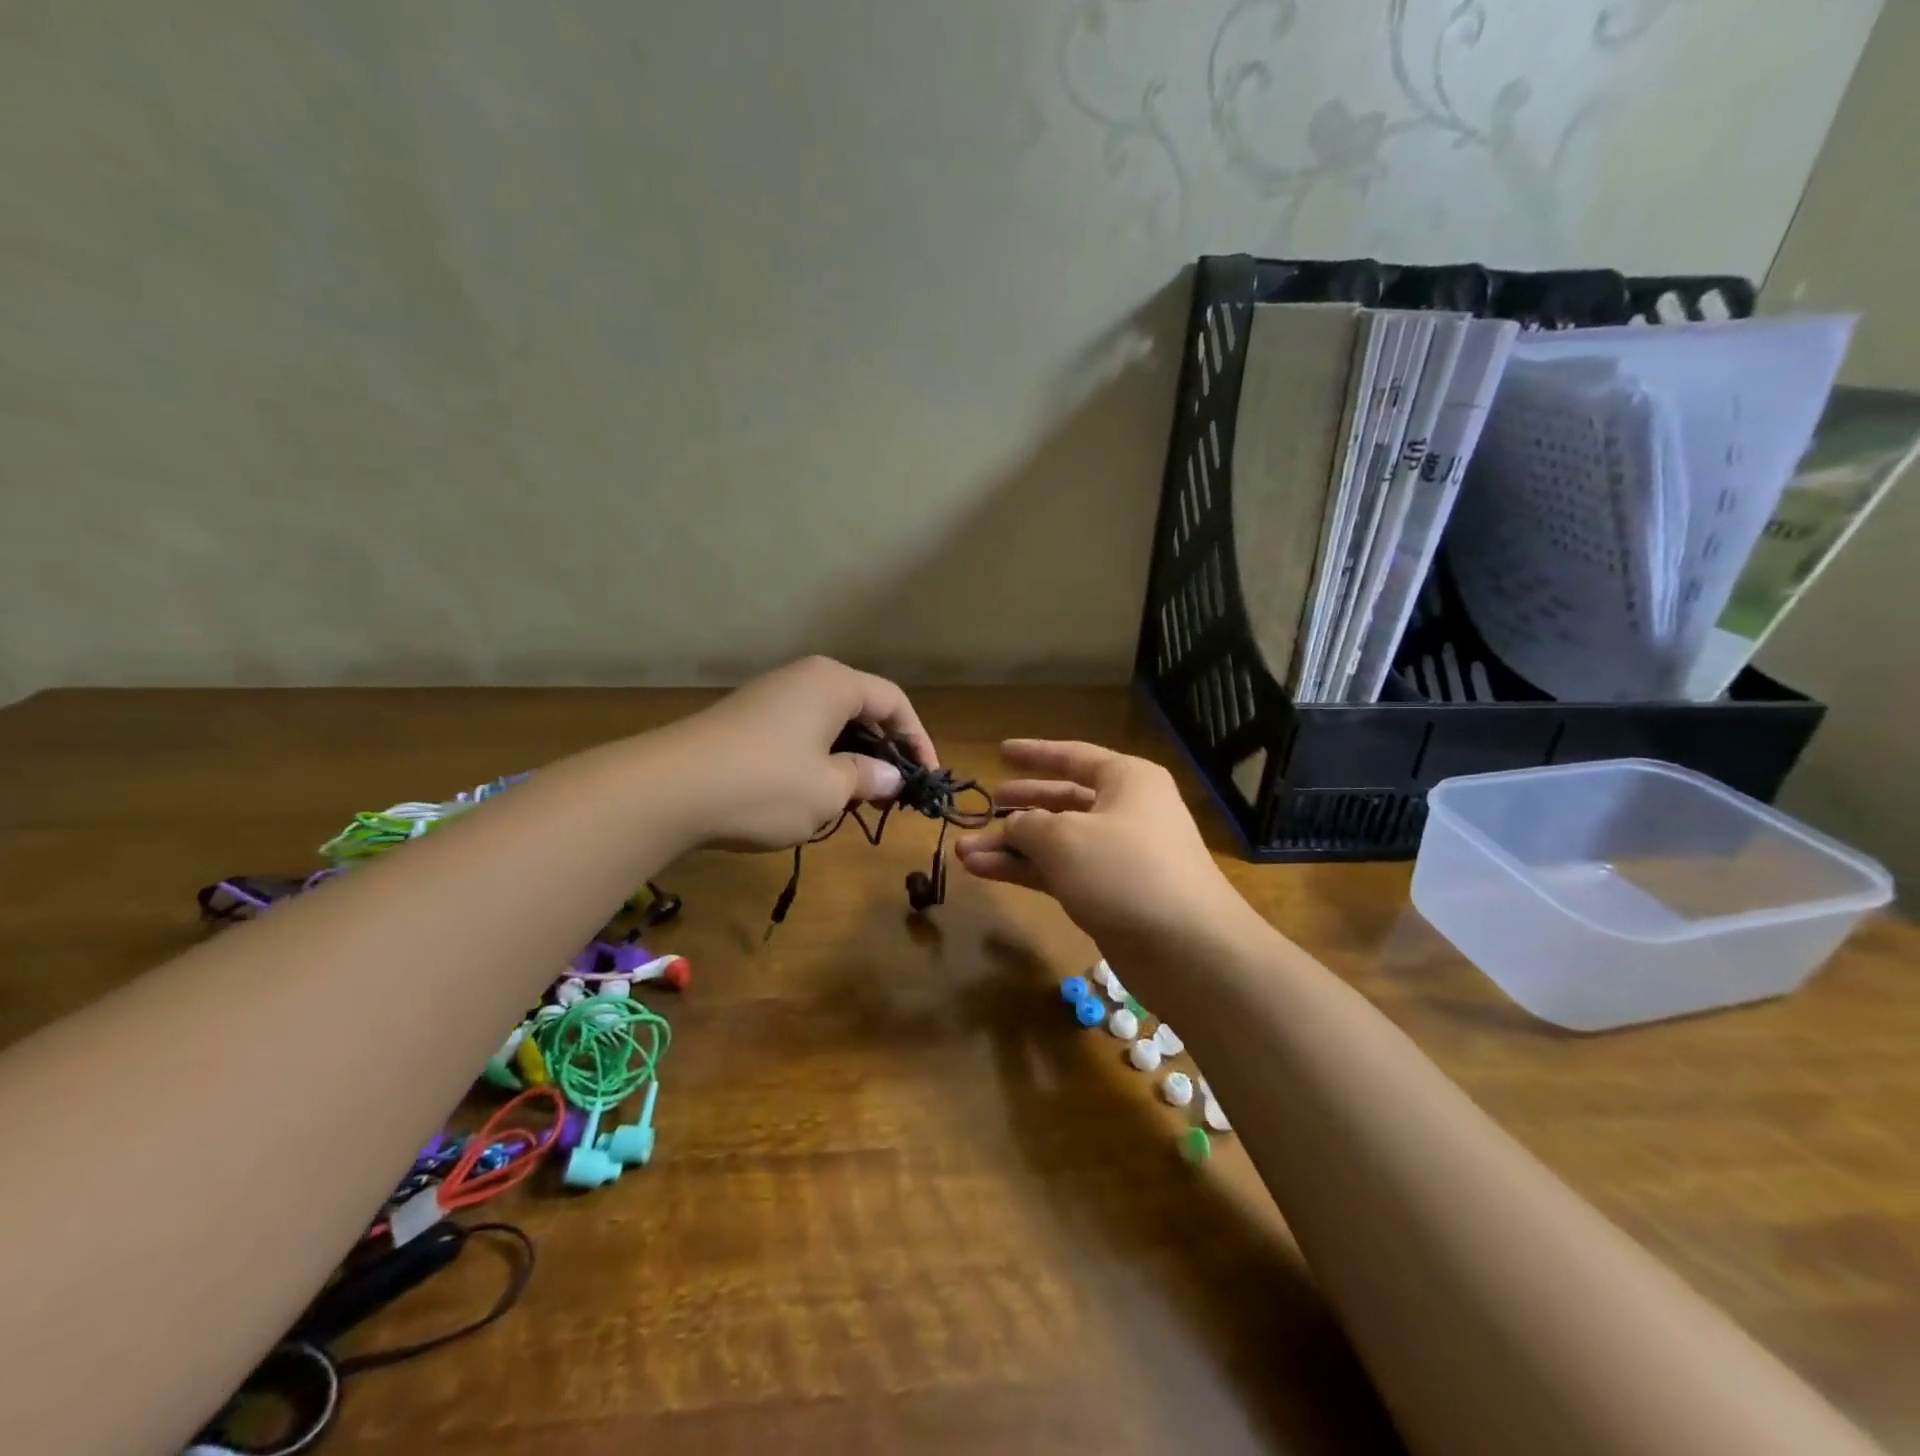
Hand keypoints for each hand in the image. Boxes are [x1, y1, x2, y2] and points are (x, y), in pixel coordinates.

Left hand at [655, 657, 936, 851]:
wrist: (665, 791)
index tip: (926, 779)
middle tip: (893, 793)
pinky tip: (813, 794)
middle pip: (862, 708)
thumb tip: (889, 776)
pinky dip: (819, 759)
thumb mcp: (828, 790)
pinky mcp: (745, 719)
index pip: (894, 702)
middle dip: (883, 750)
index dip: (918, 740)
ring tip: (856, 798)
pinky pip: (800, 733)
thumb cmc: (764, 786)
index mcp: (833, 683)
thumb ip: (866, 778)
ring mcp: (770, 696)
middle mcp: (804, 678)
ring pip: (829, 723)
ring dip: (850, 758)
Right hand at [955, 739, 1253, 966]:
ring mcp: (1117, 857)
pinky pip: (1059, 872)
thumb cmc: (1125, 870)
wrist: (1186, 949)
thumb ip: (1026, 825)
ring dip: (1012, 846)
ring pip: (1056, 842)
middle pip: (1062, 802)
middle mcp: (1124, 812)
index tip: (1001, 750)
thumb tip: (1011, 828)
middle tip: (985, 807)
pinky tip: (985, 871)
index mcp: (1126, 781)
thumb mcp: (1064, 838)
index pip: (1073, 757)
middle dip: (1018, 808)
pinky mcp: (1109, 895)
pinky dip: (1025, 871)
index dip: (1035, 754)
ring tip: (965, 852)